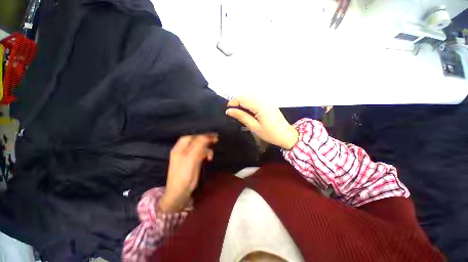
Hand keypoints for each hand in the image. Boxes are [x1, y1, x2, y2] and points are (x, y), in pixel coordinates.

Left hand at [159, 134, 217, 212]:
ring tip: (211, 155)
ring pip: (199, 148)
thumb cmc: (184, 174)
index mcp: (179, 148)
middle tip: (215, 141)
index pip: (191, 137)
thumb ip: (198, 145)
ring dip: (206, 149)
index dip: (202, 135)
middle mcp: (183, 150)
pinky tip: (209, 158)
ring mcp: (187, 156)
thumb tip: (206, 136)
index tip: (213, 135)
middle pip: (195, 141)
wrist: (180, 192)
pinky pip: (200, 154)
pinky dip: (205, 155)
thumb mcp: (191, 158)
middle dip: (205, 141)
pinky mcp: (192, 162)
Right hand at [226, 96, 298, 149]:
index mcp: (260, 106)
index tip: (227, 109)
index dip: (233, 102)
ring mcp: (267, 100)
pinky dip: (248, 103)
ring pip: (250, 96)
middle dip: (237, 101)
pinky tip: (247, 110)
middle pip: (246, 95)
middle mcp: (264, 100)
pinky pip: (255, 99)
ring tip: (238, 111)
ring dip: (242, 102)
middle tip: (232, 111)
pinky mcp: (268, 102)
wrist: (286, 135)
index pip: (243, 99)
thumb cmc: (270, 134)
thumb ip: (242, 117)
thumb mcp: (254, 127)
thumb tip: (229, 111)